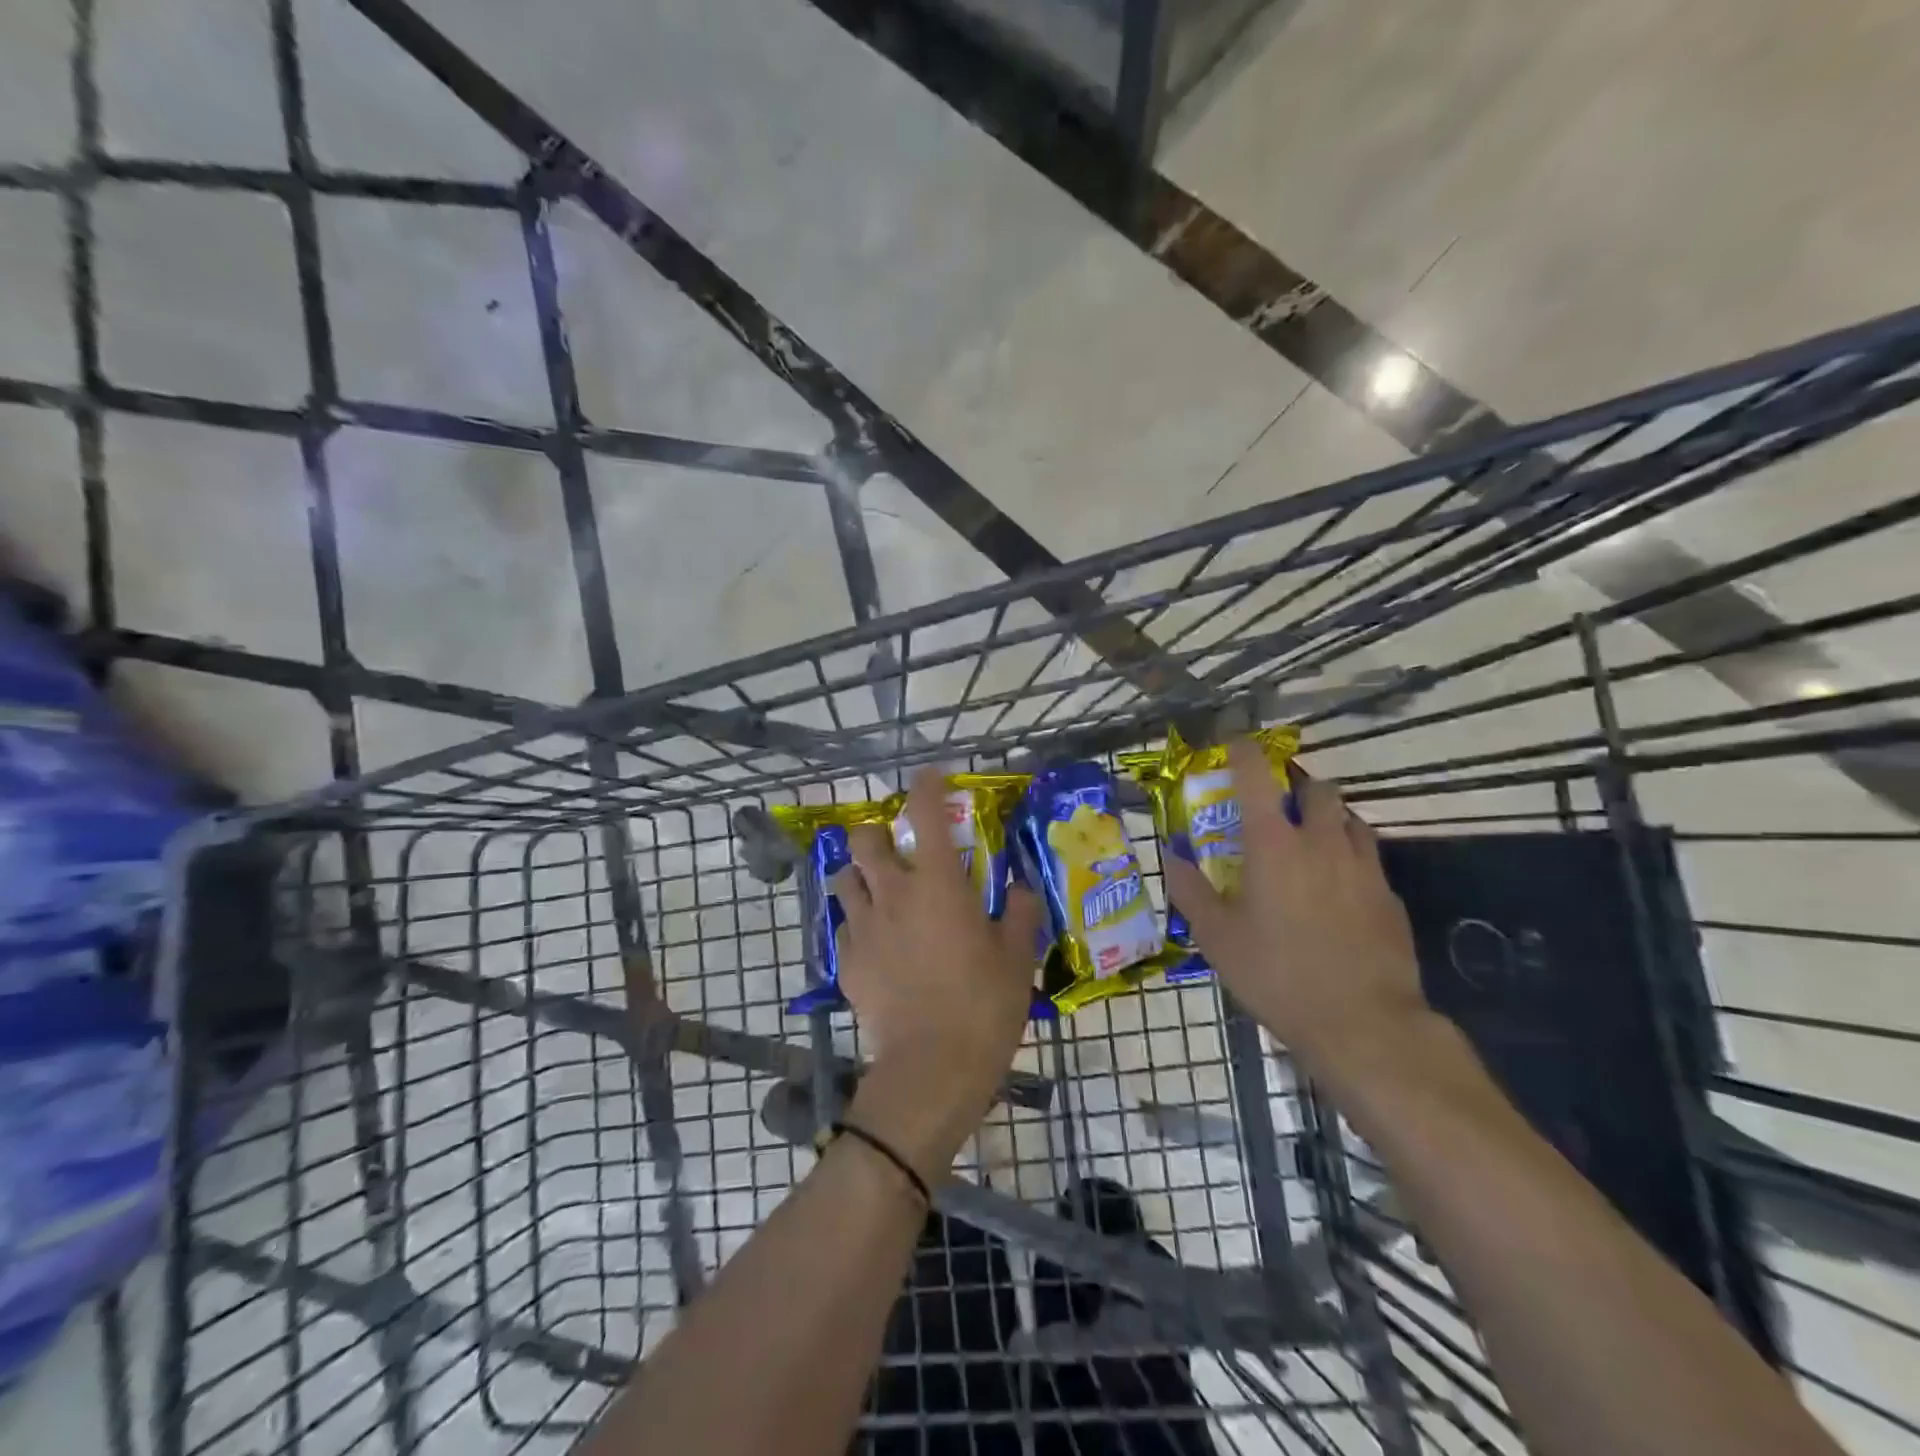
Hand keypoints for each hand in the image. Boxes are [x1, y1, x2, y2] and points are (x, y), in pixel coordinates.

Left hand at [832, 767, 1044, 1183]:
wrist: (932, 1066)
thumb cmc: (983, 1004)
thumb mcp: (1017, 956)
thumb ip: (1021, 911)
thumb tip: (1023, 886)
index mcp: (938, 884)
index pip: (925, 814)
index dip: (926, 786)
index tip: (930, 776)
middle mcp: (893, 894)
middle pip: (864, 840)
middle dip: (875, 833)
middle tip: (895, 848)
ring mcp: (864, 927)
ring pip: (843, 879)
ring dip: (859, 876)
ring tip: (877, 891)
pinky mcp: (847, 962)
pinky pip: (843, 927)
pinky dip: (856, 924)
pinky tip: (874, 943)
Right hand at [1164, 740, 1431, 1082]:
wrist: (1364, 1024)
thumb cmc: (1277, 975)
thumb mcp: (1216, 936)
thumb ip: (1189, 888)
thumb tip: (1171, 852)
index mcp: (1273, 845)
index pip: (1257, 775)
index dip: (1242, 751)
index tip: (1232, 742)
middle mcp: (1321, 842)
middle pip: (1315, 788)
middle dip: (1294, 785)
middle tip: (1275, 804)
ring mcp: (1363, 867)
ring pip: (1348, 819)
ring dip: (1325, 817)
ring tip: (1307, 841)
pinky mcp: (1390, 896)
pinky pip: (1367, 858)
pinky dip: (1347, 856)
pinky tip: (1336, 889)